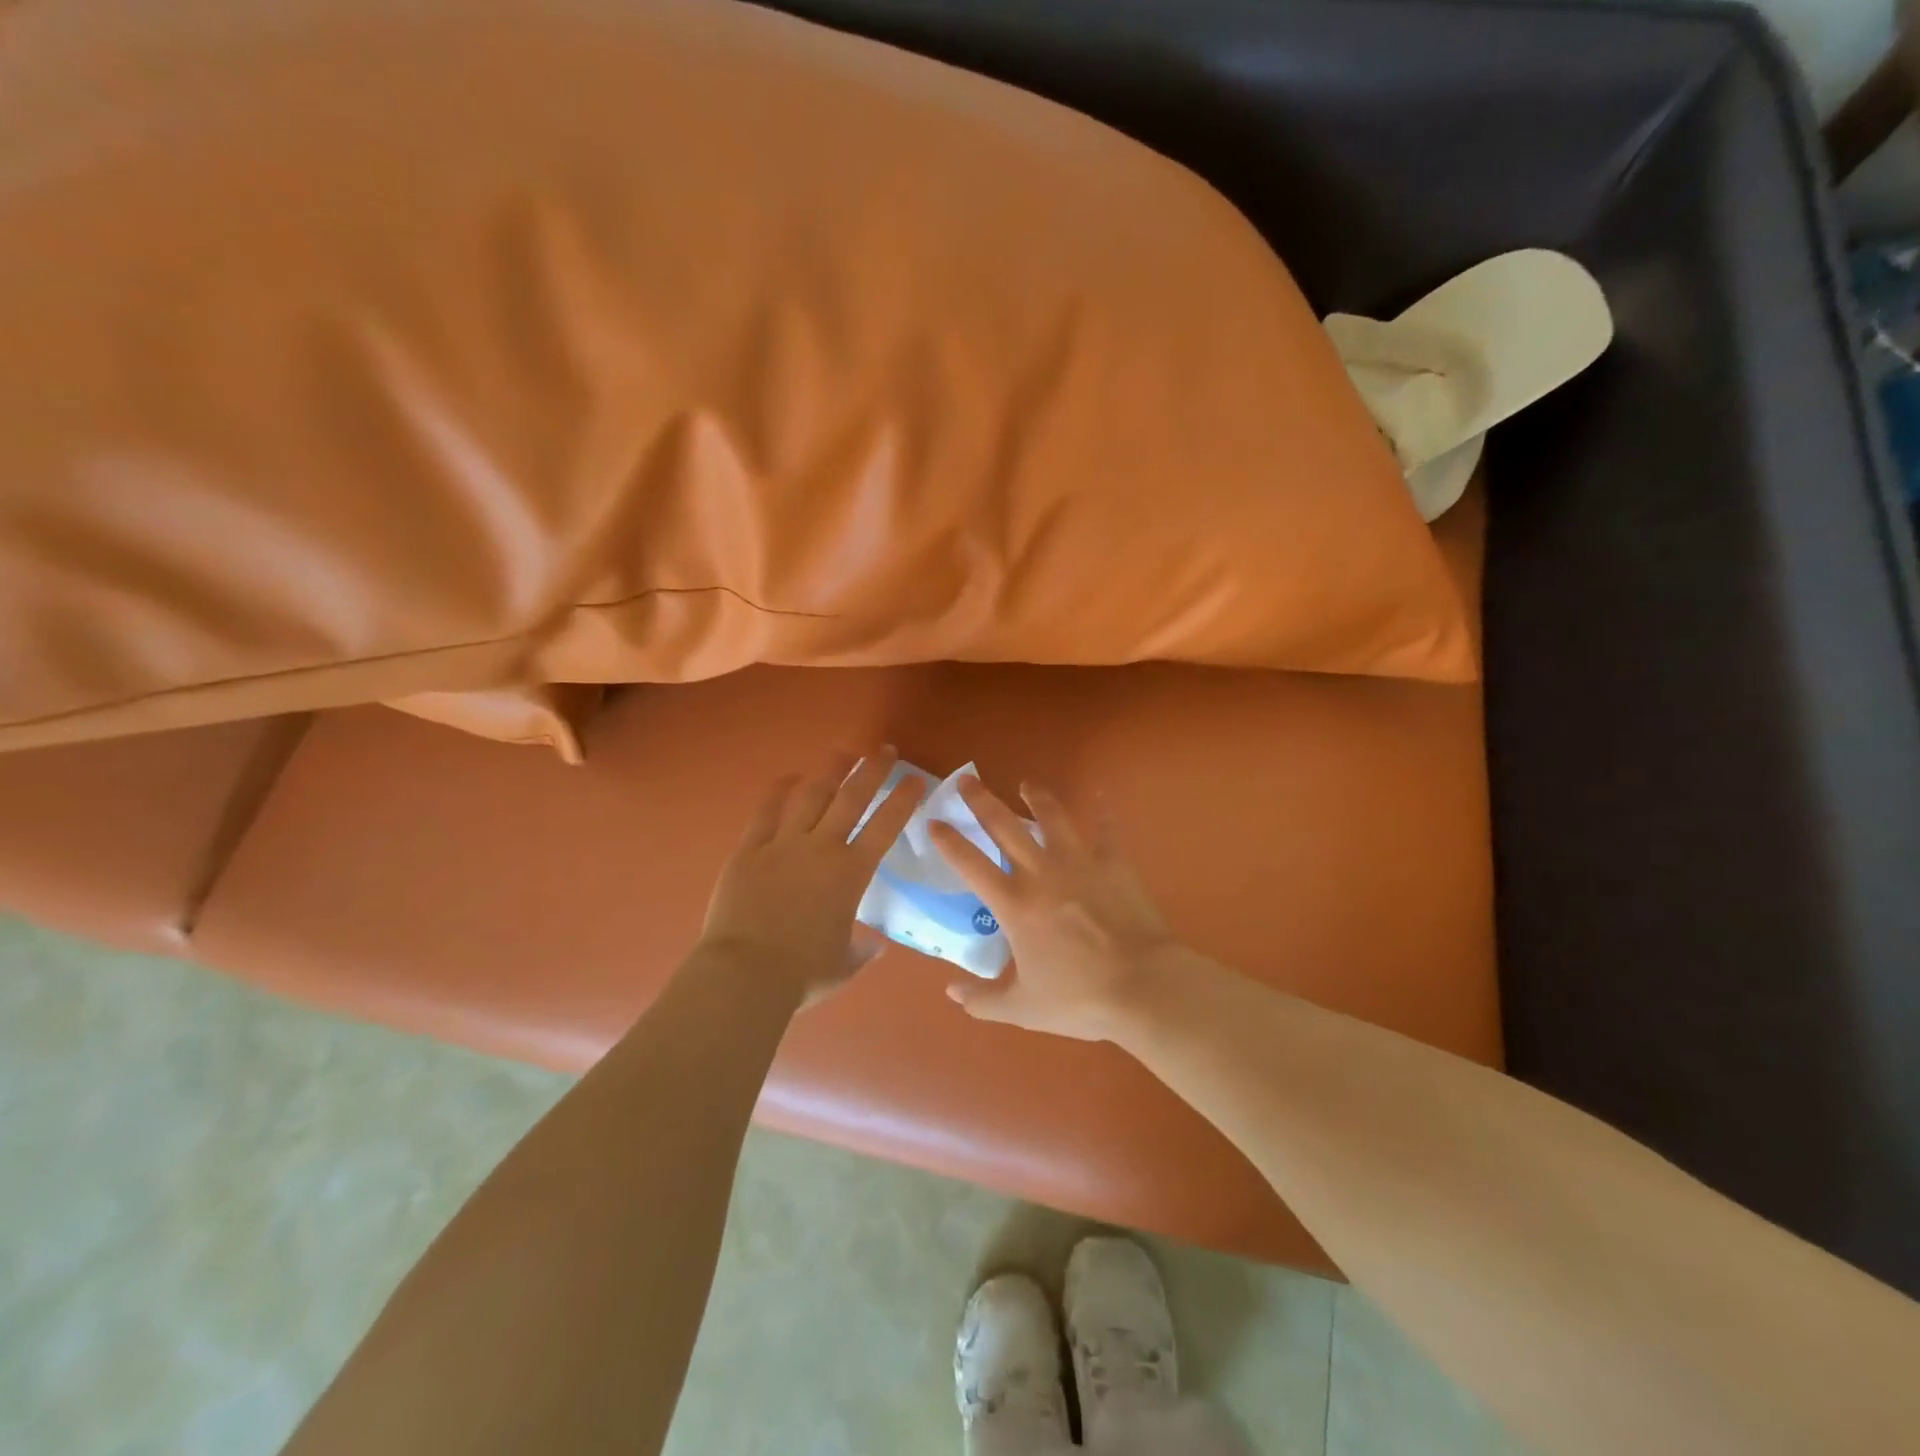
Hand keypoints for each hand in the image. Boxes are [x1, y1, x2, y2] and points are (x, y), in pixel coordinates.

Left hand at [698, 748, 924, 1007]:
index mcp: (851, 873)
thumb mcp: (844, 965)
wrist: (745, 974)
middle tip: (884, 750)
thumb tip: (875, 944)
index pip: (886, 826)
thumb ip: (862, 950)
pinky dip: (778, 791)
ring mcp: (783, 844)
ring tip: (843, 753)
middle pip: (851, 798)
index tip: (916, 779)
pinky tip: (788, 777)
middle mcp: (822, 848)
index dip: (903, 799)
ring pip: (811, 795)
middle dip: (871, 770)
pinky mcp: (750, 849)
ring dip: (830, 771)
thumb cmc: (802, 974)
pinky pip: (766, 811)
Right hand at [928, 778, 1183, 1041]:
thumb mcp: (1022, 1009)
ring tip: (1027, 783)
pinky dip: (1102, 811)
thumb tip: (951, 992)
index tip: (933, 821)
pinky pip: (1106, 830)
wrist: (1142, 986)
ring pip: (1052, 818)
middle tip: (967, 779)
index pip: (970, 864)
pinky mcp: (1114, 864)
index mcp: (1014, 905)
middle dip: (981, 801)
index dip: (948, 841)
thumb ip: (982, 1001)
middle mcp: (1041, 873)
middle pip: (1004, 827)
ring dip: (1037, 797)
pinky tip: (1100, 795)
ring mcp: (1079, 863)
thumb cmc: (1079, 998)